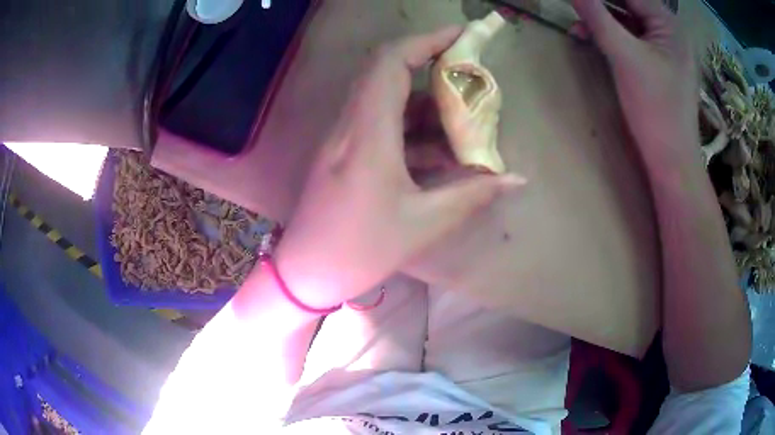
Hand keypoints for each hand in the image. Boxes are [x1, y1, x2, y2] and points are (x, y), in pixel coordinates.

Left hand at [274, 27, 524, 307]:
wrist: (306, 272)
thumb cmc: (360, 250)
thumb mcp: (424, 224)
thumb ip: (473, 194)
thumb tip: (517, 179)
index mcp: (368, 133)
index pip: (391, 63)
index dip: (426, 41)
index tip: (461, 36)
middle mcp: (351, 124)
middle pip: (386, 71)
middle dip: (430, 63)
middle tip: (468, 76)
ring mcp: (344, 137)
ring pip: (385, 99)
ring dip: (425, 103)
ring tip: (463, 122)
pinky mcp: (344, 152)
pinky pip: (380, 124)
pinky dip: (412, 128)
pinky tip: (440, 153)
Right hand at [572, 0, 699, 165]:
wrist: (672, 161)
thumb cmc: (655, 108)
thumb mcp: (624, 57)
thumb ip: (597, 17)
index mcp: (668, 24)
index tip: (577, 0)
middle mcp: (669, 31)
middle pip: (629, 5)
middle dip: (600, 6)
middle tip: (576, 8)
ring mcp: (665, 49)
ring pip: (628, 21)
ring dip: (602, 21)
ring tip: (578, 26)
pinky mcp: (659, 65)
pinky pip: (632, 40)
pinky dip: (612, 37)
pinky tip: (592, 40)